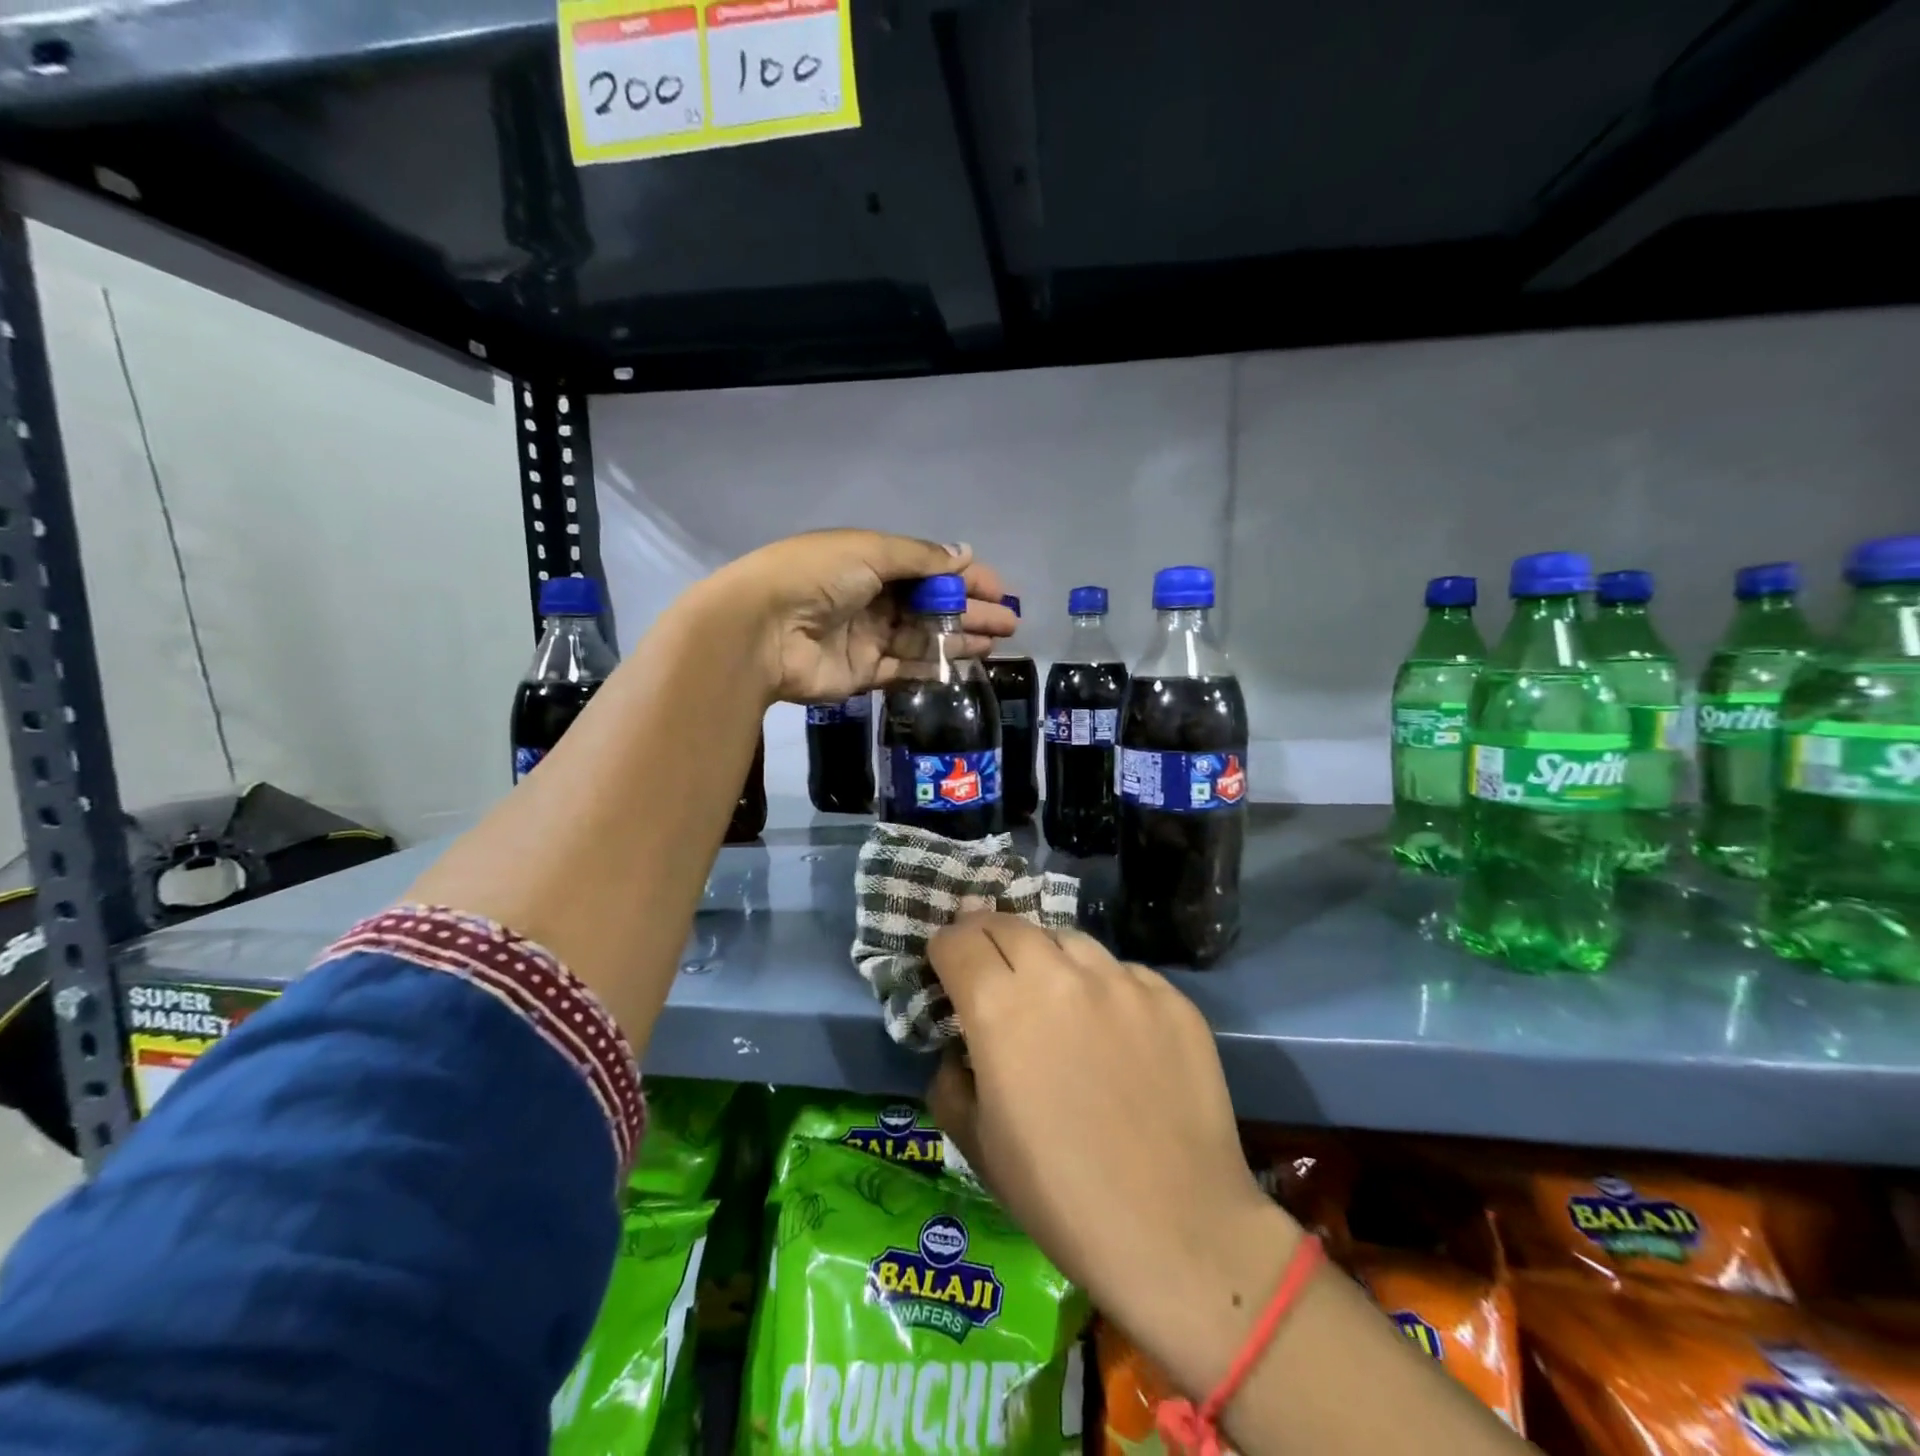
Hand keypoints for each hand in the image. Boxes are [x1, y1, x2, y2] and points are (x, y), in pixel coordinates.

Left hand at [708, 530, 1015, 703]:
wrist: (761, 630)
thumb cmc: (816, 577)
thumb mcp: (870, 552)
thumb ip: (920, 558)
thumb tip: (965, 554)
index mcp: (871, 561)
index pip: (928, 568)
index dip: (964, 578)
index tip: (999, 589)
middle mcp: (872, 598)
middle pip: (931, 606)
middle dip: (970, 611)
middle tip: (1009, 622)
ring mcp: (868, 638)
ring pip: (923, 638)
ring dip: (959, 639)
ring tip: (997, 642)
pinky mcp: (863, 673)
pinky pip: (905, 669)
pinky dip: (933, 667)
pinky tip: (964, 664)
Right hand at [926, 915, 1300, 1400]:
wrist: (1176, 1230)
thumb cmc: (1059, 1197)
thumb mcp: (976, 1145)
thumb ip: (949, 1082)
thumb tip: (957, 1050)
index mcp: (999, 1008)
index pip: (957, 940)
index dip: (942, 949)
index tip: (945, 965)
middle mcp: (1058, 975)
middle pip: (1008, 924)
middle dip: (986, 937)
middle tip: (988, 965)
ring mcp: (1120, 980)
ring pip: (1067, 938)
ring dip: (1045, 954)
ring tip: (1050, 990)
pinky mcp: (1169, 995)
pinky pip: (1121, 971)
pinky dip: (1102, 985)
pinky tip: (1111, 1027)